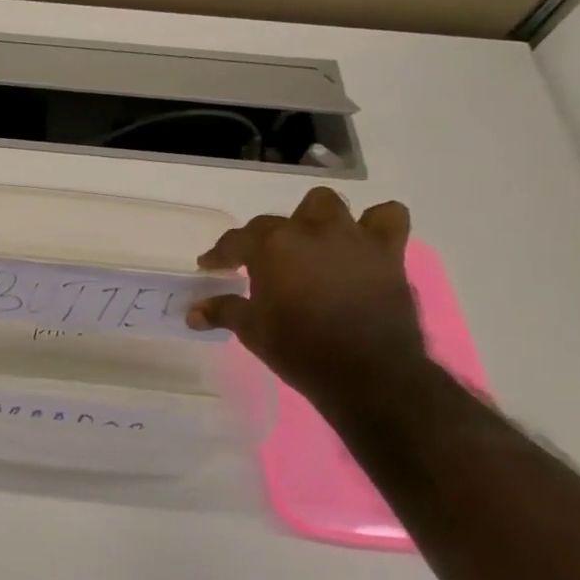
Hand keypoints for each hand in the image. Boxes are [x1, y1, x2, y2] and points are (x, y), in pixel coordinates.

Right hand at [188, 186, 428, 405]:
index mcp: (271, 246)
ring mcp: (350, 237)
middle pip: (279, 220)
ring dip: (316, 220)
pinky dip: (375, 224)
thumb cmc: (300, 349)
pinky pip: (388, 218)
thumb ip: (223, 311)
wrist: (370, 374)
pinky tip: (362, 243)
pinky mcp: (387, 252)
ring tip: (312, 245)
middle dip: (269, 238)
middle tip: (266, 263)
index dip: (220, 254)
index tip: (211, 266)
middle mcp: (309, 231)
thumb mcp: (252, 331)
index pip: (235, 240)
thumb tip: (192, 312)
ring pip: (327, 205)